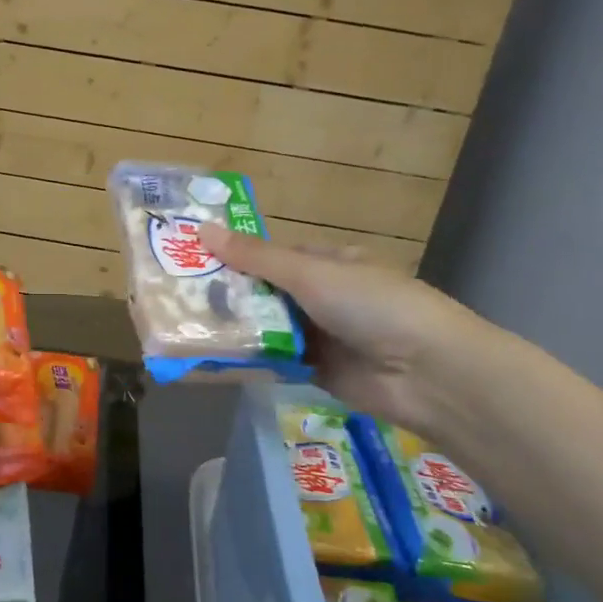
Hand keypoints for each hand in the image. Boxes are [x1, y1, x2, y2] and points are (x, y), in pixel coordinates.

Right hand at [202, 225, 478, 433]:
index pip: (271, 255)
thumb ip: (256, 258)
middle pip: (264, 293)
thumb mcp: (310, 273)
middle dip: (228, 296)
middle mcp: (321, 296)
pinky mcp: (316, 371)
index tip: (190, 259)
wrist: (426, 373)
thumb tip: (202, 228)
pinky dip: (249, 361)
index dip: (234, 256)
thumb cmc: (371, 305)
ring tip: (183, 328)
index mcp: (327, 263)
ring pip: (266, 328)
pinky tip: (211, 359)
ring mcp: (319, 335)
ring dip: (235, 329)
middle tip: (176, 298)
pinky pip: (275, 361)